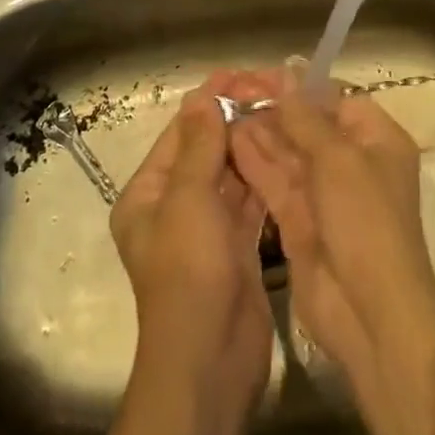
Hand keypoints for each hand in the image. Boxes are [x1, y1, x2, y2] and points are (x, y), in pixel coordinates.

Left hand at [110, 73, 273, 406]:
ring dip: (252, 146)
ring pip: (230, 175)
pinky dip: (263, 178)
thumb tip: (203, 96)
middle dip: (235, 120)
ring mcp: (207, 230)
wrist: (212, 360)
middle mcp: (173, 208)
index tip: (243, 73)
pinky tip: (287, 153)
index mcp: (148, 195)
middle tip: (273, 90)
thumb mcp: (189, 201)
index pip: (180, 134)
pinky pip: (249, 202)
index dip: (209, 101)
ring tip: (285, 112)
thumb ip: (200, 147)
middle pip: (206, 151)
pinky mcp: (236, 249)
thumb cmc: (190, 273)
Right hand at [228, 71, 434, 384]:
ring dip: (259, 132)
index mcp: (376, 140)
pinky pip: (275, 182)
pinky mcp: (300, 220)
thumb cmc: (365, 221)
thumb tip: (287, 71)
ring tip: (223, 109)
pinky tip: (229, 141)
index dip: (299, 86)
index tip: (260, 75)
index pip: (335, 99)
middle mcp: (352, 162)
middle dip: (272, 107)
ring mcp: (325, 194)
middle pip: (308, 124)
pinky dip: (255, 162)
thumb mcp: (338, 159)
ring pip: (288, 152)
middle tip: (230, 89)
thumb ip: (306, 116)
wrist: (370, 313)